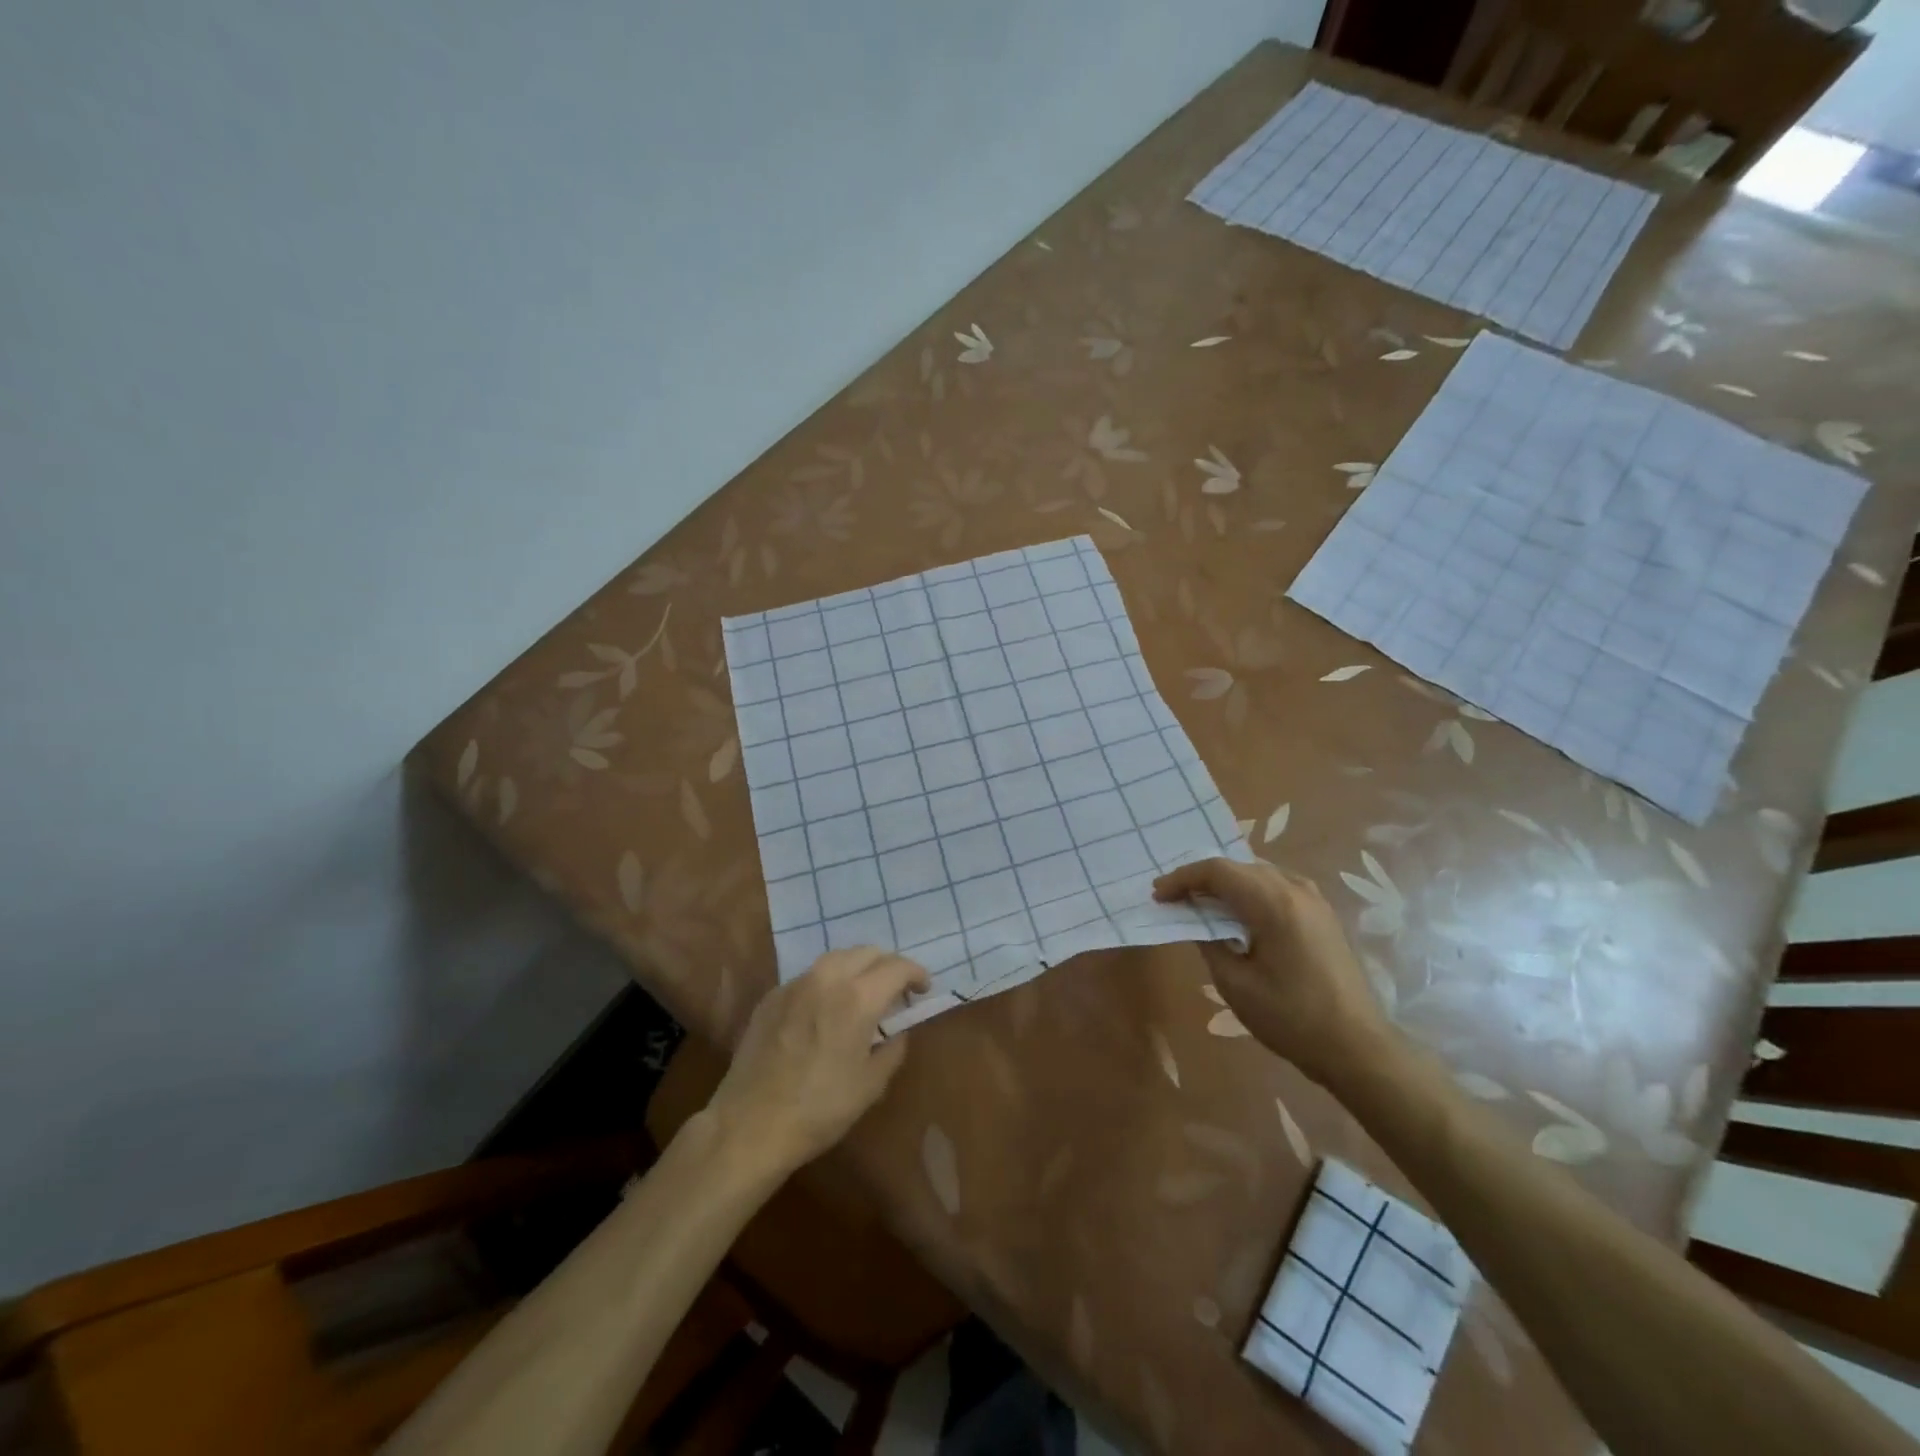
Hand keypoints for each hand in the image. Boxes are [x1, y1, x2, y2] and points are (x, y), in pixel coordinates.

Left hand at [705, 948, 929, 1175]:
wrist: (751, 1125)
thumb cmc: (819, 1109)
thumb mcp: (870, 1085)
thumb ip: (892, 1049)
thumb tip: (897, 1032)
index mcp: (857, 998)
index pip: (897, 967)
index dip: (916, 974)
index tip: (924, 988)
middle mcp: (826, 979)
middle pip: (866, 952)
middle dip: (888, 965)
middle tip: (897, 989)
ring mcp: (795, 984)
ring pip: (836, 958)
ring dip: (858, 967)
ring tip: (864, 991)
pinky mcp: (772, 997)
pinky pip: (809, 976)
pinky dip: (828, 981)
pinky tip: (827, 1006)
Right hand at [1154, 858, 1392, 1089]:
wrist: (1357, 1048)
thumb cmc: (1291, 1019)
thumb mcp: (1235, 984)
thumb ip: (1210, 942)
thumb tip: (1197, 921)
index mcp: (1273, 903)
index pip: (1218, 871)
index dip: (1182, 878)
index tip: (1158, 896)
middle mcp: (1296, 890)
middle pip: (1239, 866)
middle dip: (1202, 878)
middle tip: (1174, 898)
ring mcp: (1315, 900)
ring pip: (1259, 873)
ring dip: (1227, 882)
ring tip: (1201, 902)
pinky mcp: (1323, 915)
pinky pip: (1278, 886)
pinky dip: (1251, 890)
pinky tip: (1240, 911)